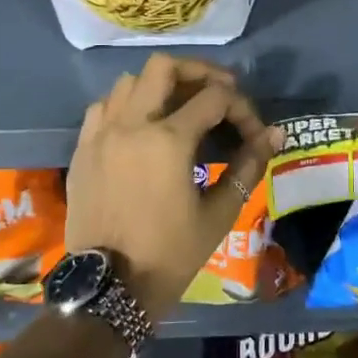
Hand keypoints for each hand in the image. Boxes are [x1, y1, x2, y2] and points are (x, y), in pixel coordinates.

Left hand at [64, 55, 279, 318]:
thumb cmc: (169, 255)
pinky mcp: (82, 148)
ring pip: (129, 81)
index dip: (242, 109)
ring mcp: (100, 133)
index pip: (215, 98)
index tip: (252, 133)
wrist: (108, 290)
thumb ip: (248, 167)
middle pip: (165, 67)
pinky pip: (104, 106)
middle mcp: (131, 124)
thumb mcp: (217, 215)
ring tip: (180, 108)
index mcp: (167, 140)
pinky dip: (127, 104)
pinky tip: (142, 127)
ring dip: (160, 86)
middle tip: (219, 94)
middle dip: (199, 73)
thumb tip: (275, 134)